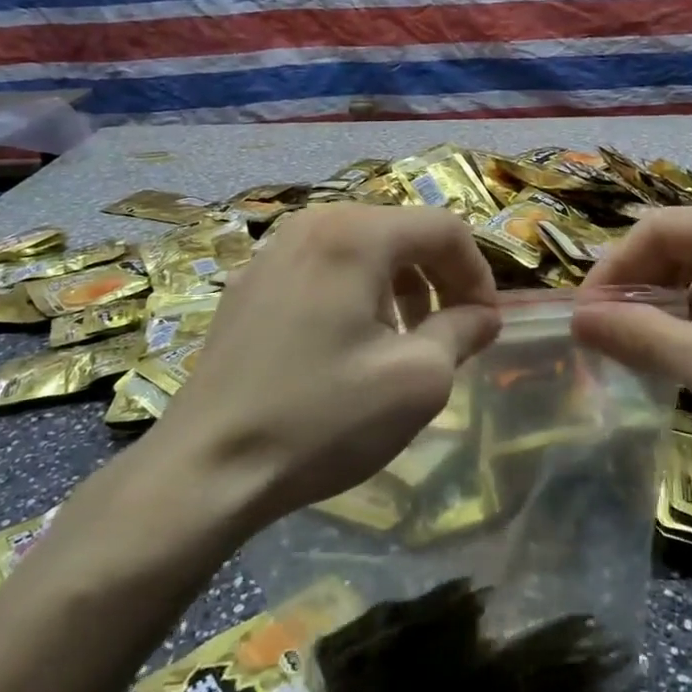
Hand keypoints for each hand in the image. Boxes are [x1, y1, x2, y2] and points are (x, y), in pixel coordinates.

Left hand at [145, 205, 500, 532]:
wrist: (205, 469)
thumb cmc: (321, 418)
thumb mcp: (417, 379)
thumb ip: (463, 332)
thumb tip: (482, 315)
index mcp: (355, 234)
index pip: (444, 228)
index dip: (478, 273)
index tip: (485, 324)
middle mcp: (312, 223)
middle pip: (401, 231)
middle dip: (438, 277)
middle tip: (451, 331)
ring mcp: (273, 250)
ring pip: (361, 248)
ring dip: (398, 285)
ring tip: (403, 339)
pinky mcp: (249, 283)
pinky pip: (322, 267)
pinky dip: (355, 292)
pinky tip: (347, 344)